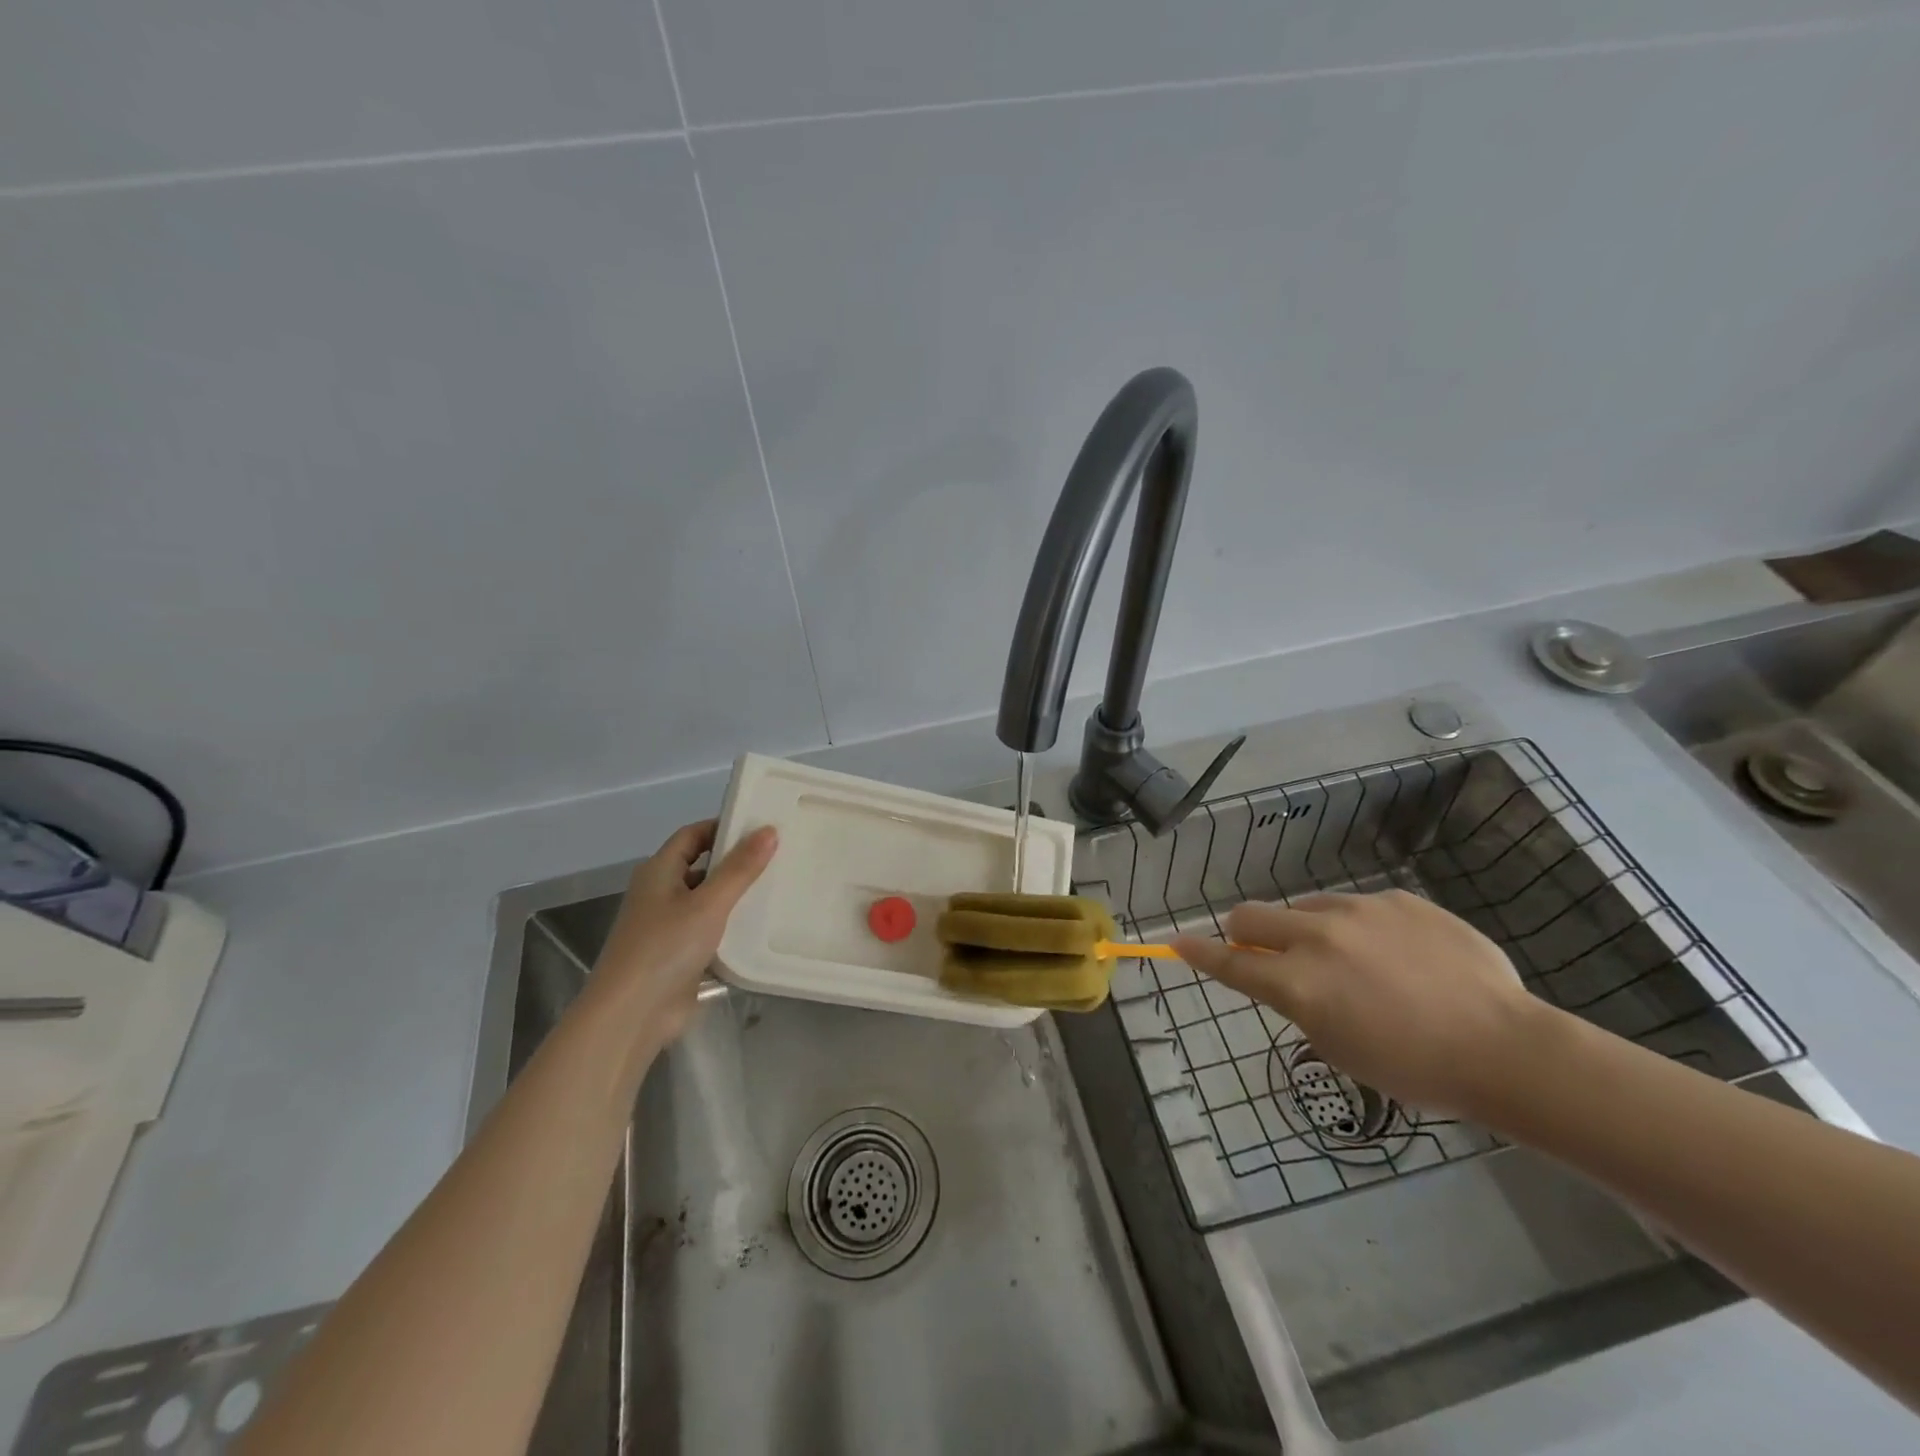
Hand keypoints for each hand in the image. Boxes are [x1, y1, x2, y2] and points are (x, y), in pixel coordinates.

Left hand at [588, 819, 777, 1047]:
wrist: (631, 1015)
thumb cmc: (665, 947)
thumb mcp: (709, 903)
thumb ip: (740, 868)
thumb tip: (769, 830)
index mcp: (658, 872)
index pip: (692, 835)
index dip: (723, 826)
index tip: (760, 827)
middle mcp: (659, 894)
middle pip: (700, 867)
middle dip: (734, 862)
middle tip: (777, 857)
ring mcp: (667, 927)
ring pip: (706, 901)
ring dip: (735, 896)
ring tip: (777, 889)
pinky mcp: (678, 957)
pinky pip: (709, 932)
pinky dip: (731, 928)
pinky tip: (760, 929)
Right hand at [1171, 890, 1544, 1116]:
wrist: (1505, 1047)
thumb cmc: (1415, 1068)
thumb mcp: (1339, 1048)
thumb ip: (1300, 1004)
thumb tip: (1288, 979)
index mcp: (1299, 984)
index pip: (1230, 963)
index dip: (1196, 952)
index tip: (1174, 941)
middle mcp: (1318, 937)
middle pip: (1250, 916)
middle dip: (1243, 933)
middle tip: (1265, 953)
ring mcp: (1358, 911)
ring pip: (1304, 908)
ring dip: (1307, 931)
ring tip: (1354, 963)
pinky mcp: (1396, 898)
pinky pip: (1357, 906)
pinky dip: (1360, 929)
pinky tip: (1400, 957)